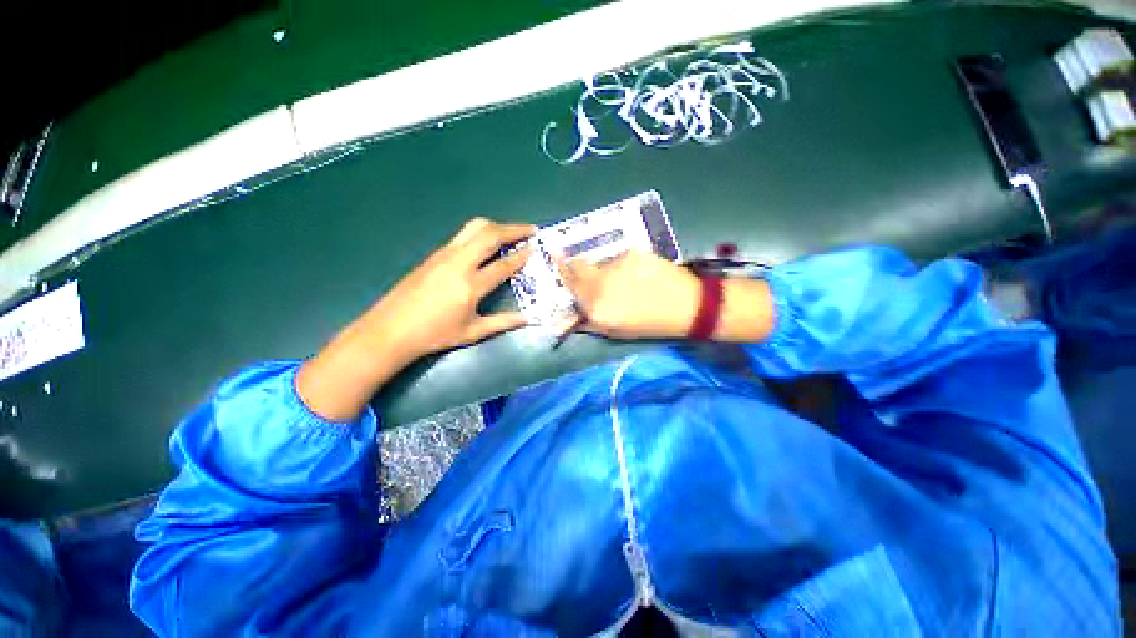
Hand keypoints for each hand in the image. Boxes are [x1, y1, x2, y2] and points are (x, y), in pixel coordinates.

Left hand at [366, 218, 535, 361]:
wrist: (391, 330)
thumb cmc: (434, 335)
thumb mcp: (472, 332)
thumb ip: (503, 322)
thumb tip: (529, 319)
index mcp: (470, 285)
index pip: (503, 264)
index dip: (522, 255)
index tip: (536, 248)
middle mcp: (459, 263)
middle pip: (490, 235)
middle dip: (513, 229)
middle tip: (531, 230)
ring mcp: (444, 255)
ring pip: (474, 228)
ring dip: (497, 226)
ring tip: (511, 232)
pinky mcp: (434, 254)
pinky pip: (463, 235)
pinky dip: (481, 232)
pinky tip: (487, 242)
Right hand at [558, 251, 700, 338]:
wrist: (687, 306)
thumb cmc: (650, 325)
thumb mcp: (616, 332)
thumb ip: (589, 322)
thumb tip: (567, 318)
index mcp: (596, 307)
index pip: (570, 285)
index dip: (562, 272)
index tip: (557, 262)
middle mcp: (601, 284)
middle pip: (577, 266)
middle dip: (575, 266)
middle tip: (582, 269)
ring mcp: (617, 266)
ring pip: (600, 263)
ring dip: (603, 269)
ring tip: (624, 280)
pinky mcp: (632, 253)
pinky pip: (618, 258)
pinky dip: (621, 265)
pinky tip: (637, 274)